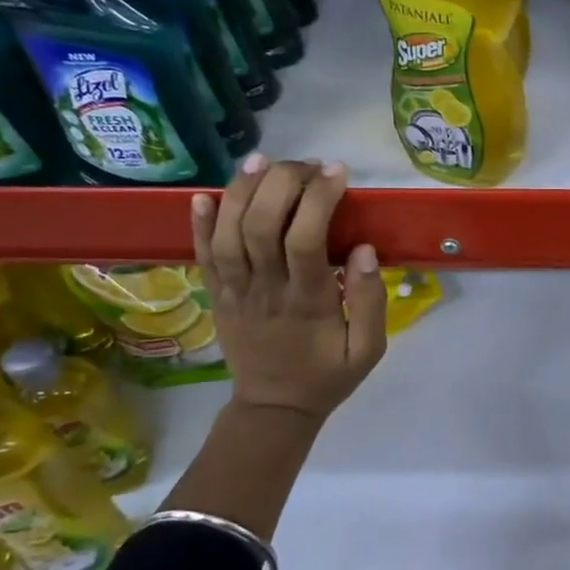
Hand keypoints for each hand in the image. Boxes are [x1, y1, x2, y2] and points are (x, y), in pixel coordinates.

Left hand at [189, 154, 386, 423]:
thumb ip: (370, 302)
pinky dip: (199, 223)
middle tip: (307, 165)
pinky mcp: (216, 296)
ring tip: (263, 160)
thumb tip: (365, 251)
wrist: (273, 409)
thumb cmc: (327, 376)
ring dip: (241, 191)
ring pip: (227, 233)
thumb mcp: (369, 350)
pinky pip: (202, 255)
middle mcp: (265, 290)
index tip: (337, 173)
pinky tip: (205, 193)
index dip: (318, 199)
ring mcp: (234, 292)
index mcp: (307, 302)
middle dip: (282, 183)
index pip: (305, 239)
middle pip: (260, 225)